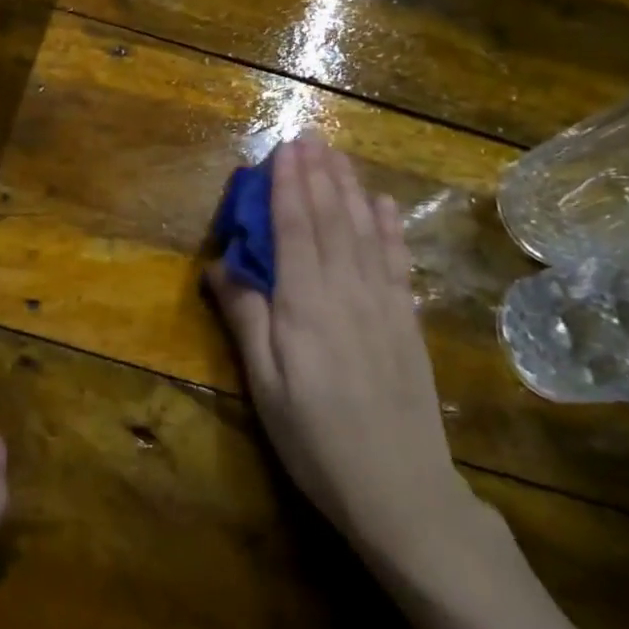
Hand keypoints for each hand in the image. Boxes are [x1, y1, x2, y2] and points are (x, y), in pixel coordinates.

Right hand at [207, 138, 501, 584]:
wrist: (402, 491)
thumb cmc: (316, 442)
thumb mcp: (264, 388)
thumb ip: (245, 320)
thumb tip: (220, 266)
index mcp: (306, 305)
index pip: (295, 229)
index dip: (288, 186)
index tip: (282, 149)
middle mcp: (348, 291)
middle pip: (332, 220)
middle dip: (318, 175)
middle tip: (308, 137)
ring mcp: (384, 304)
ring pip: (365, 231)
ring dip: (350, 189)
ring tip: (338, 155)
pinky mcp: (407, 322)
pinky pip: (398, 261)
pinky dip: (390, 227)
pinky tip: (384, 205)